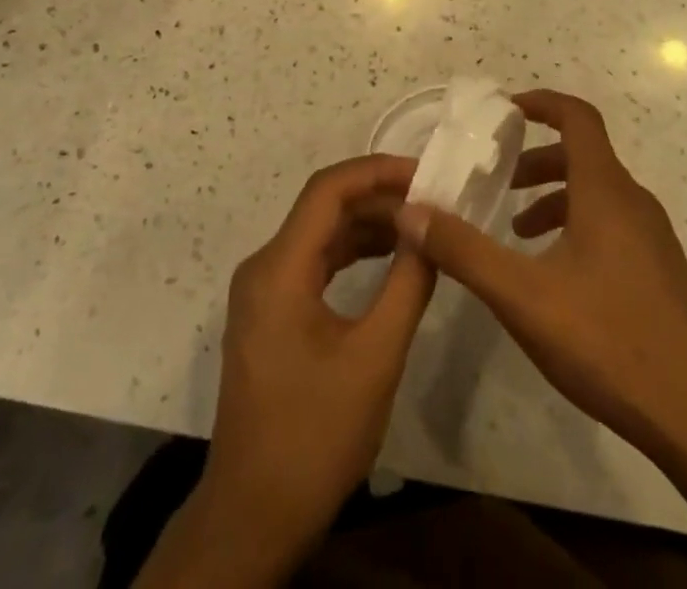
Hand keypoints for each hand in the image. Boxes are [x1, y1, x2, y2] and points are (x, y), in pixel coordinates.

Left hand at [182, 154, 434, 581]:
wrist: (254, 515)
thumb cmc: (315, 435)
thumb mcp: (375, 359)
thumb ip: (407, 285)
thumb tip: (429, 230)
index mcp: (280, 268)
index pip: (328, 190)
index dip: (377, 171)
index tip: (424, 174)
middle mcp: (264, 266)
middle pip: (324, 209)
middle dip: (379, 199)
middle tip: (432, 203)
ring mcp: (263, 291)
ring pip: (320, 235)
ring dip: (368, 226)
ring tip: (420, 228)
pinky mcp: (270, 314)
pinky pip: (314, 264)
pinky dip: (352, 254)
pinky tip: (389, 261)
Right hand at [394, 89, 686, 462]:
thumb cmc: (611, 342)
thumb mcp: (523, 297)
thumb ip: (464, 251)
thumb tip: (410, 212)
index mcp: (606, 191)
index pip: (577, 117)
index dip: (541, 102)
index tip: (503, 110)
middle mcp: (633, 202)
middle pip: (582, 155)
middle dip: (534, 158)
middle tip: (495, 178)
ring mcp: (652, 239)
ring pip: (596, 194)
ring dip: (552, 197)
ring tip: (514, 229)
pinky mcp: (660, 273)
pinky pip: (611, 225)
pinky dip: (575, 226)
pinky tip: (553, 275)